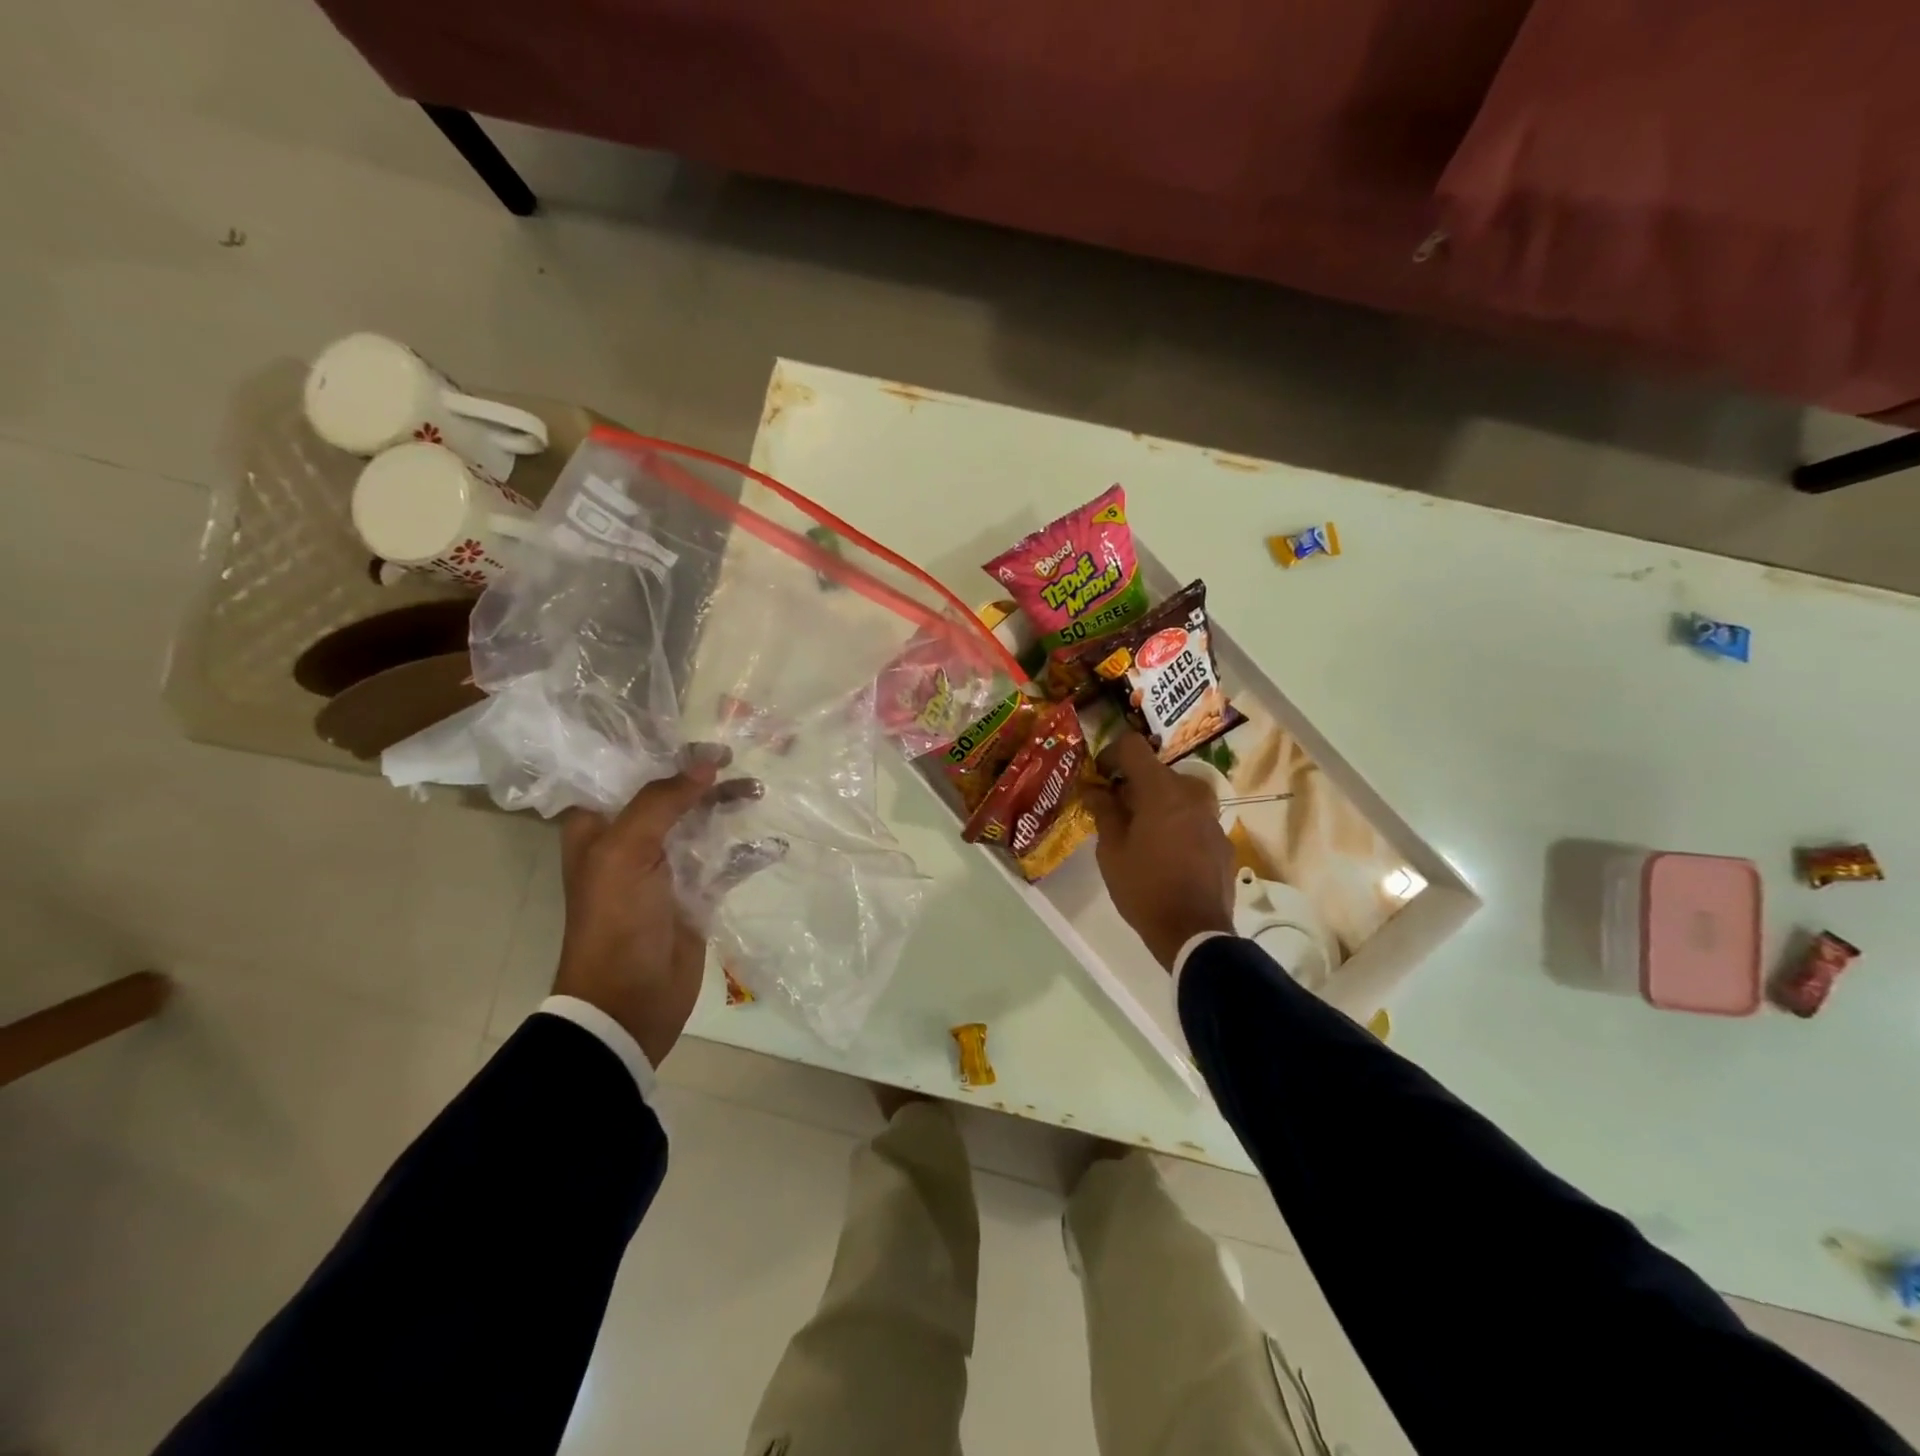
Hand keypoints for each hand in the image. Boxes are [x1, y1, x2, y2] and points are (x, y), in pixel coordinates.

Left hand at [552, 753, 759, 1067]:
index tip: (702, 738)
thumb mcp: (626, 851)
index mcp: (600, 827)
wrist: (628, 1000)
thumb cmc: (616, 920)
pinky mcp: (695, 893)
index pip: (627, 773)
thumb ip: (662, 800)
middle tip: (737, 759)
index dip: (662, 753)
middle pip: (671, 794)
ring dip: (726, 805)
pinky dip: (747, 852)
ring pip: (700, 822)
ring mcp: (665, 868)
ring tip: (757, 791)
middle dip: (703, 775)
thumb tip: (706, 761)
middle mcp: (631, 841)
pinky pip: (724, 862)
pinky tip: (771, 844)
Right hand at [1082, 731, 1236, 970]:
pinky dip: (1175, 823)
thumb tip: (1094, 789)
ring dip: (1156, 804)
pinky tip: (1164, 854)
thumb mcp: (1111, 851)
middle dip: (1132, 784)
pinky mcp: (1223, 840)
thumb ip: (1103, 812)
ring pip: (1177, 795)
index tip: (1099, 777)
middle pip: (1156, 772)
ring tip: (1139, 833)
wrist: (1194, 933)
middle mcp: (1191, 794)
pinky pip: (1193, 818)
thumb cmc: (1144, 888)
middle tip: (1114, 811)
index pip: (1133, 746)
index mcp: (1161, 790)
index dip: (1110, 754)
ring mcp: (1212, 817)